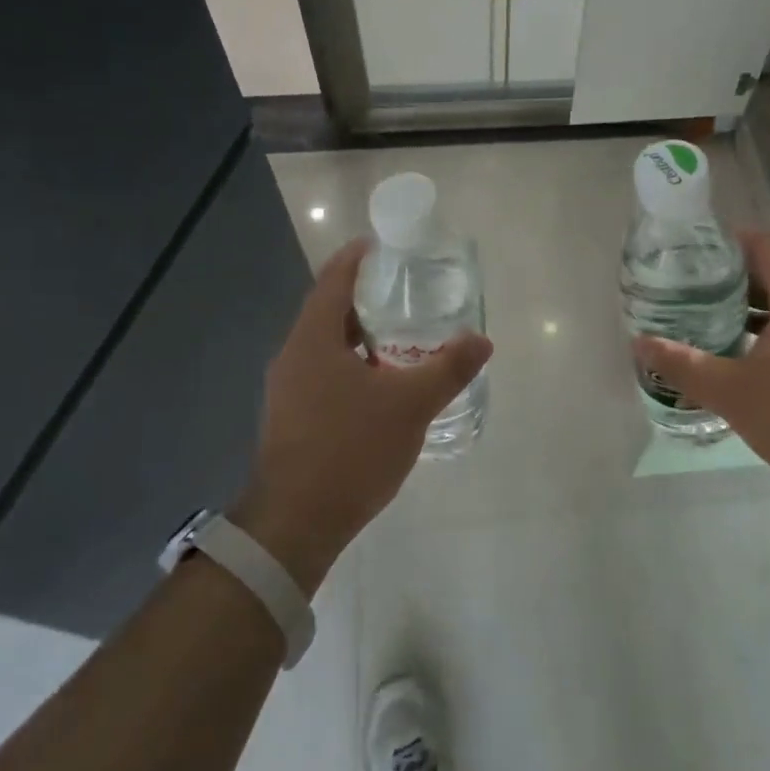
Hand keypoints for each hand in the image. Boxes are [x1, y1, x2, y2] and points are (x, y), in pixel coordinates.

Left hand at [231, 239, 491, 591]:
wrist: (295, 524)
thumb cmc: (350, 450)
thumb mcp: (410, 405)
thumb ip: (448, 368)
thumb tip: (482, 340)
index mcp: (313, 338)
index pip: (334, 279)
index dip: (359, 257)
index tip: (386, 246)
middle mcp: (294, 355)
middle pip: (329, 310)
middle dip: (367, 297)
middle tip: (408, 292)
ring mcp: (288, 389)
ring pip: (327, 345)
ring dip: (361, 335)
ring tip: (403, 336)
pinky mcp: (291, 417)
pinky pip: (325, 373)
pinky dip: (353, 365)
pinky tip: (383, 385)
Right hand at [632, 231, 769, 507]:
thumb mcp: (732, 392)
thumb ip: (683, 364)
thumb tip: (640, 342)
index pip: (765, 245)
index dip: (729, 242)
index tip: (692, 256)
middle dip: (730, 281)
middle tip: (688, 294)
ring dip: (751, 311)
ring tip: (708, 326)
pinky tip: (747, 363)